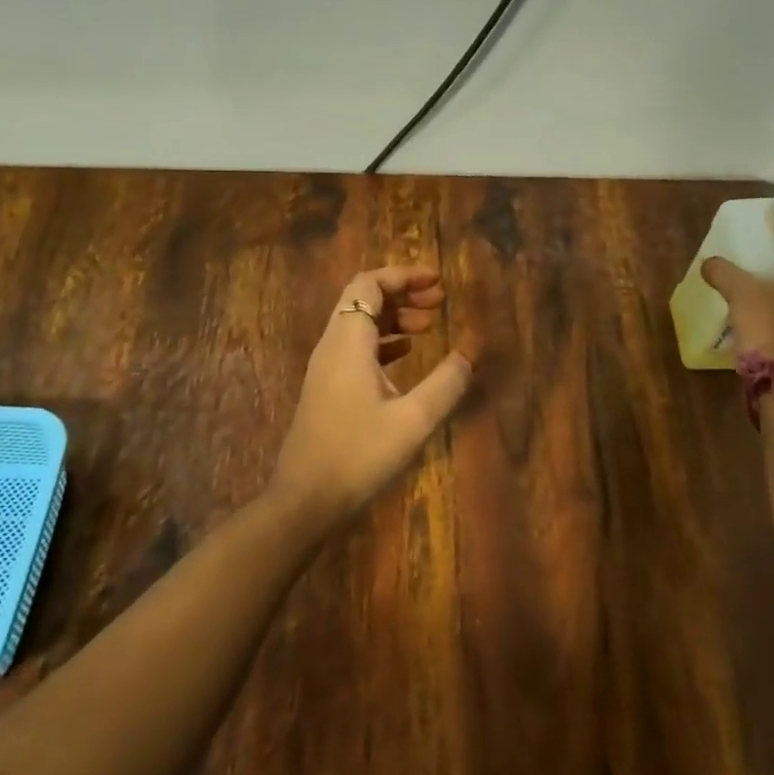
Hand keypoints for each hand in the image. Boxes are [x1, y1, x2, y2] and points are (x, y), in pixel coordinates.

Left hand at [274, 265, 473, 518]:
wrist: (305, 499)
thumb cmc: (359, 455)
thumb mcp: (413, 421)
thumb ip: (445, 384)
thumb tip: (468, 355)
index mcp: (348, 342)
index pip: (369, 285)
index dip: (403, 275)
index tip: (437, 282)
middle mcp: (332, 346)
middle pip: (363, 298)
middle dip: (402, 292)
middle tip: (439, 301)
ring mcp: (326, 368)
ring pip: (359, 323)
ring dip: (394, 316)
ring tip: (429, 326)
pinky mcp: (327, 388)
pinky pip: (356, 346)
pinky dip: (383, 340)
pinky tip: (407, 354)